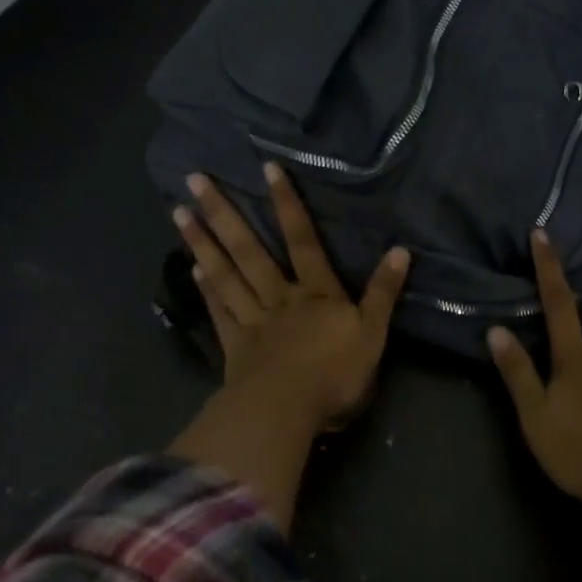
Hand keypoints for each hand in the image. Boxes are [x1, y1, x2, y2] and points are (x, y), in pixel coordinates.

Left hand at [173, 162, 408, 431]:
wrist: (287, 413)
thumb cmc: (334, 374)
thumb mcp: (373, 334)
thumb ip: (383, 292)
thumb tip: (401, 250)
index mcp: (316, 293)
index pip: (303, 240)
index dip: (287, 204)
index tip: (267, 168)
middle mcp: (280, 297)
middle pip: (250, 250)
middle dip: (225, 213)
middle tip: (195, 180)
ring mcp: (253, 320)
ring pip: (226, 274)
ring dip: (203, 243)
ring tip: (180, 213)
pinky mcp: (235, 347)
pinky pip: (219, 311)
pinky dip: (207, 288)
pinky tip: (193, 268)